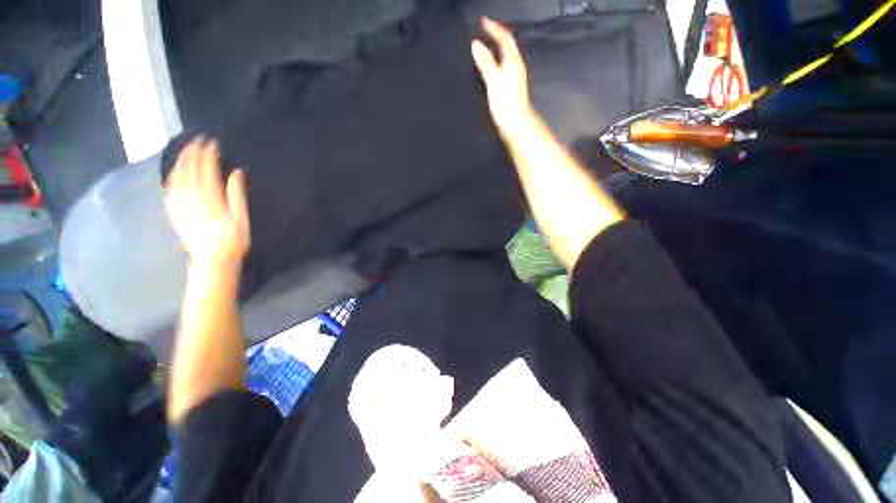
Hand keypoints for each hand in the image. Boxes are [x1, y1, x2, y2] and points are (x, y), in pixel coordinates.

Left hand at [165, 138, 249, 264]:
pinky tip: (173, 172)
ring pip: (176, 178)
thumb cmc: (233, 240)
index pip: (206, 170)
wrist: (213, 260)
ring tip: (186, 150)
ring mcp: (180, 206)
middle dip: (192, 153)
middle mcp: (192, 199)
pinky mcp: (175, 213)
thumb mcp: (242, 219)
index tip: (212, 143)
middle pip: (189, 171)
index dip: (208, 155)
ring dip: (180, 162)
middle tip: (197, 140)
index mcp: (211, 199)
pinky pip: (169, 191)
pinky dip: (171, 178)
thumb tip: (236, 173)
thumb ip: (237, 195)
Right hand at [472, 17, 533, 134]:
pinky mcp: (512, 88)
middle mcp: (516, 66)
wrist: (516, 125)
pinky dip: (496, 61)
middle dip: (496, 36)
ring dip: (496, 48)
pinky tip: (490, 68)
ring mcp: (515, 77)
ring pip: (506, 56)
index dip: (494, 28)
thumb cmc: (506, 105)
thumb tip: (476, 45)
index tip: (483, 22)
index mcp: (513, 62)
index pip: (505, 38)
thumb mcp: (494, 82)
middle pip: (507, 45)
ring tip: (485, 46)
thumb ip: (486, 63)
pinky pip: (504, 66)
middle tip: (484, 31)